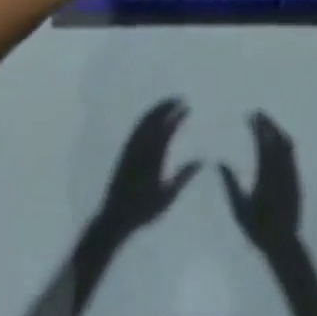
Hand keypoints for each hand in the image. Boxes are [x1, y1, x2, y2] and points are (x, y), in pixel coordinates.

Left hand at [95, 98, 199, 237]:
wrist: (115, 216)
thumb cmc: (145, 209)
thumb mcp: (168, 195)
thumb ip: (184, 176)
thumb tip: (201, 160)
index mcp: (154, 156)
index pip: (167, 128)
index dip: (177, 116)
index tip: (186, 106)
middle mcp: (141, 148)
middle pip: (154, 120)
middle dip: (166, 106)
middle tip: (178, 99)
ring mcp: (130, 148)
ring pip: (143, 122)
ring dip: (155, 110)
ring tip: (166, 104)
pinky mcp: (124, 153)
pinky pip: (135, 129)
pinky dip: (145, 119)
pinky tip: (149, 119)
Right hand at [219, 113, 300, 253]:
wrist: (283, 243)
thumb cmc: (257, 228)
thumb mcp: (238, 208)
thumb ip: (230, 184)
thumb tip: (220, 162)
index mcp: (266, 177)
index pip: (263, 145)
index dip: (258, 128)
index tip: (251, 116)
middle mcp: (281, 172)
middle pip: (277, 141)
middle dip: (268, 124)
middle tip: (258, 113)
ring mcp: (291, 175)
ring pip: (287, 146)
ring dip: (277, 130)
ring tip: (268, 122)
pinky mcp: (297, 180)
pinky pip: (292, 155)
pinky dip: (284, 142)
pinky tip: (278, 139)